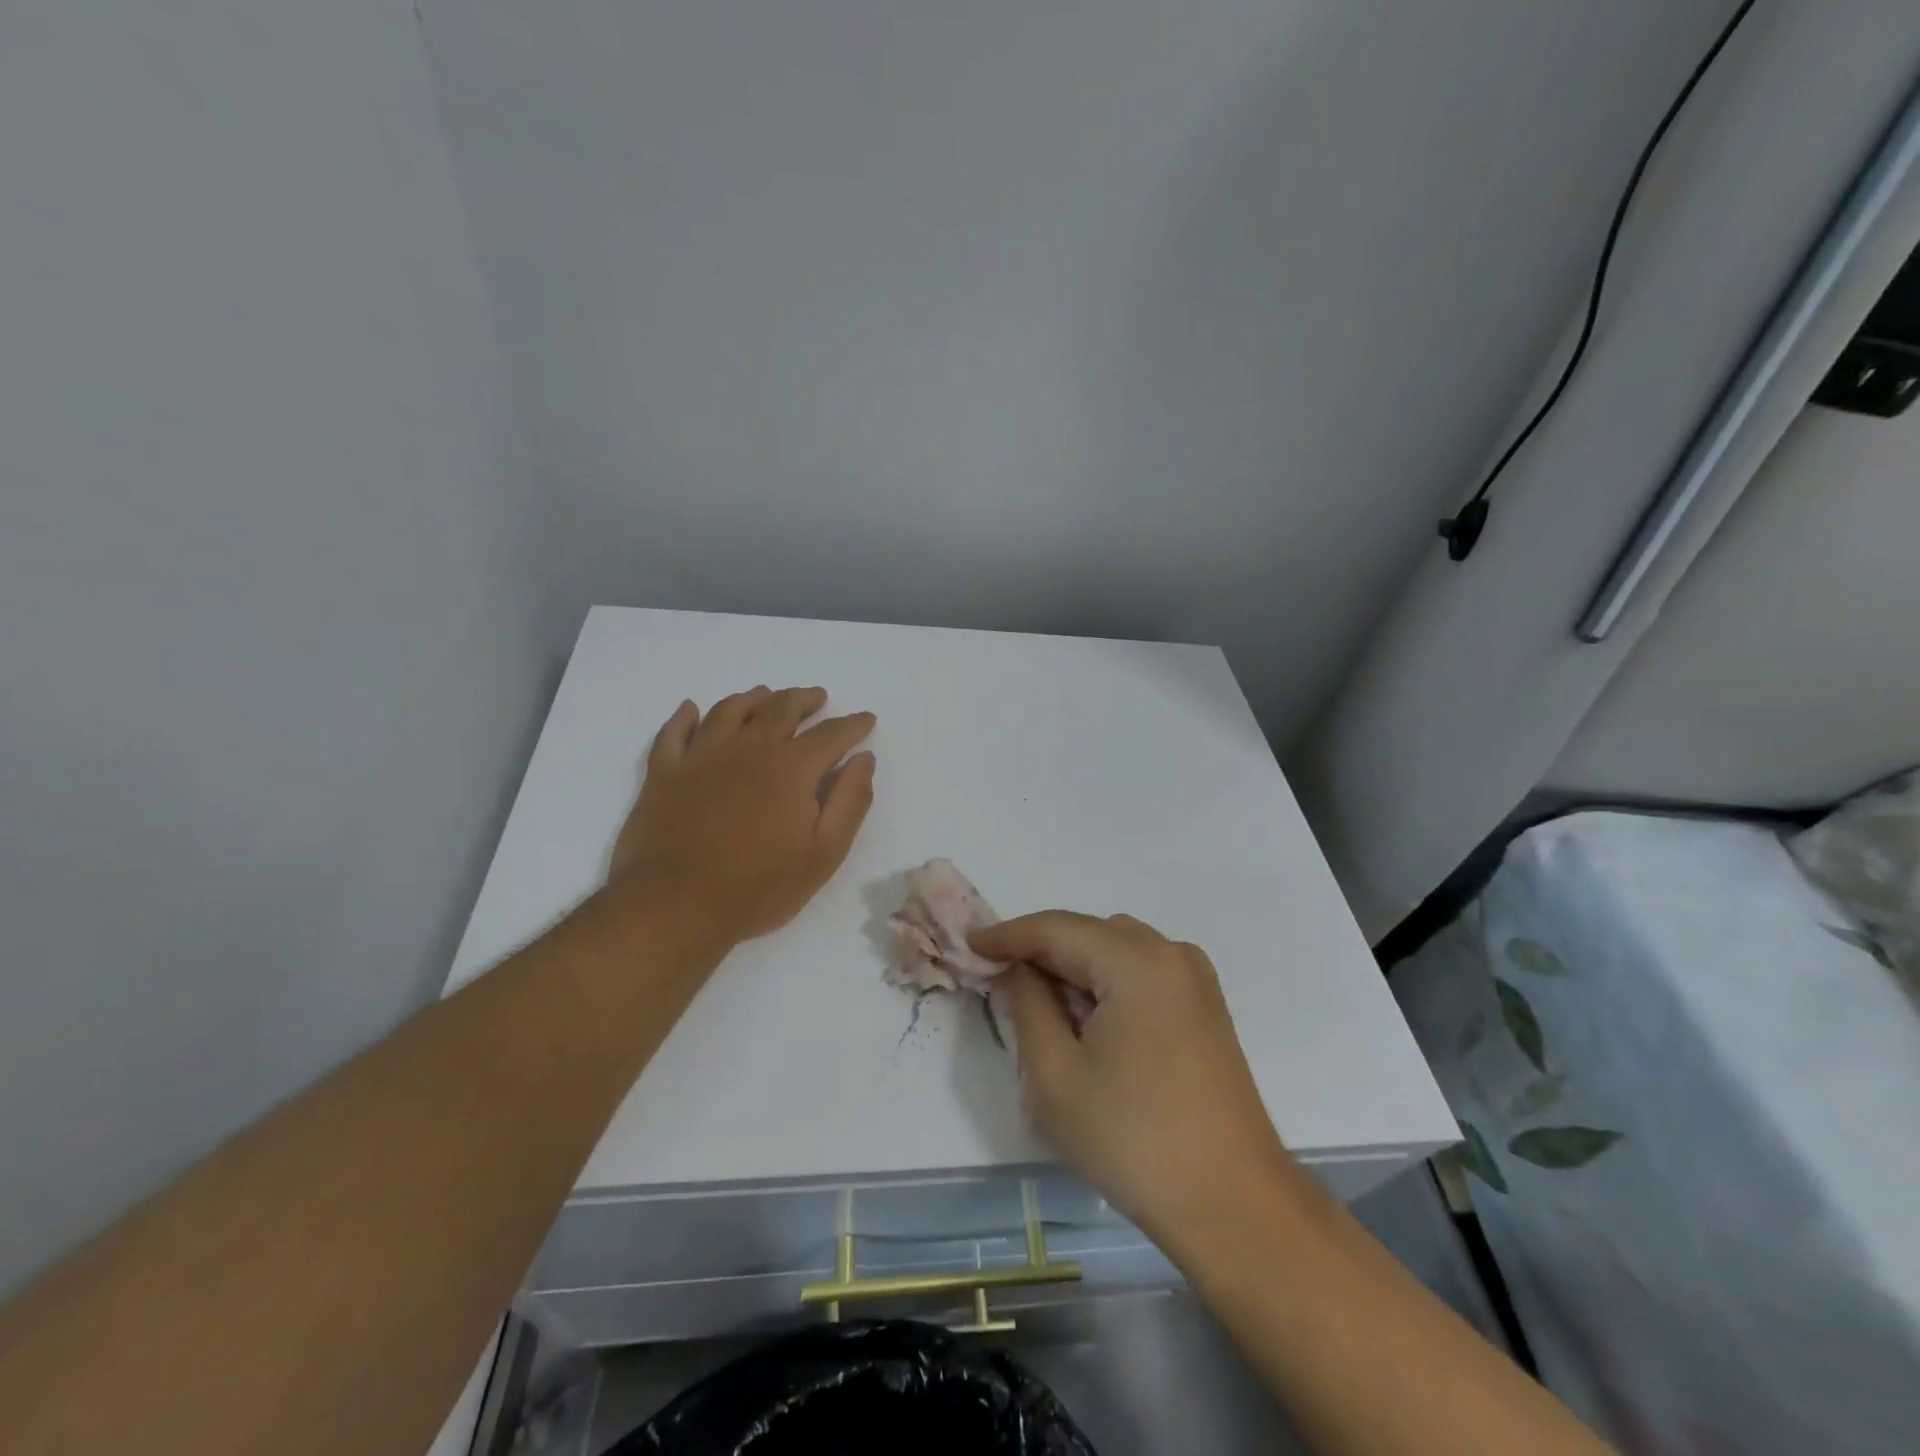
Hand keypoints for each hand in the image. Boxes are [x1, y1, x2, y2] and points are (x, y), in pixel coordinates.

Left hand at [610, 686, 875, 946]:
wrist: (675, 906)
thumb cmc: (759, 886)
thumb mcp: (824, 853)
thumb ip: (849, 801)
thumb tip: (863, 759)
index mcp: (792, 767)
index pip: (831, 734)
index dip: (853, 724)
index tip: (866, 719)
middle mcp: (749, 747)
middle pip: (781, 708)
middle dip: (804, 699)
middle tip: (817, 698)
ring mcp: (702, 755)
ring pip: (731, 710)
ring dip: (753, 698)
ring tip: (765, 696)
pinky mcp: (665, 771)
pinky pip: (675, 731)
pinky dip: (686, 716)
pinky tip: (692, 710)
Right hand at [969, 912, 1290, 1250]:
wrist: (1233, 1205)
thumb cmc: (1134, 1141)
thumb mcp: (1056, 1075)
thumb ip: (1027, 1005)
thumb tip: (1018, 970)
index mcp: (1136, 961)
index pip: (1055, 928)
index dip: (1006, 934)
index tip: (968, 943)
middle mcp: (1170, 954)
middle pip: (1088, 933)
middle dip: (1040, 950)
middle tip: (998, 978)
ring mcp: (1194, 978)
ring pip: (1115, 948)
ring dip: (1074, 965)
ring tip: (1042, 1005)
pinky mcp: (1205, 1006)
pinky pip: (1141, 970)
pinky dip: (1106, 980)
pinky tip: (1089, 1020)